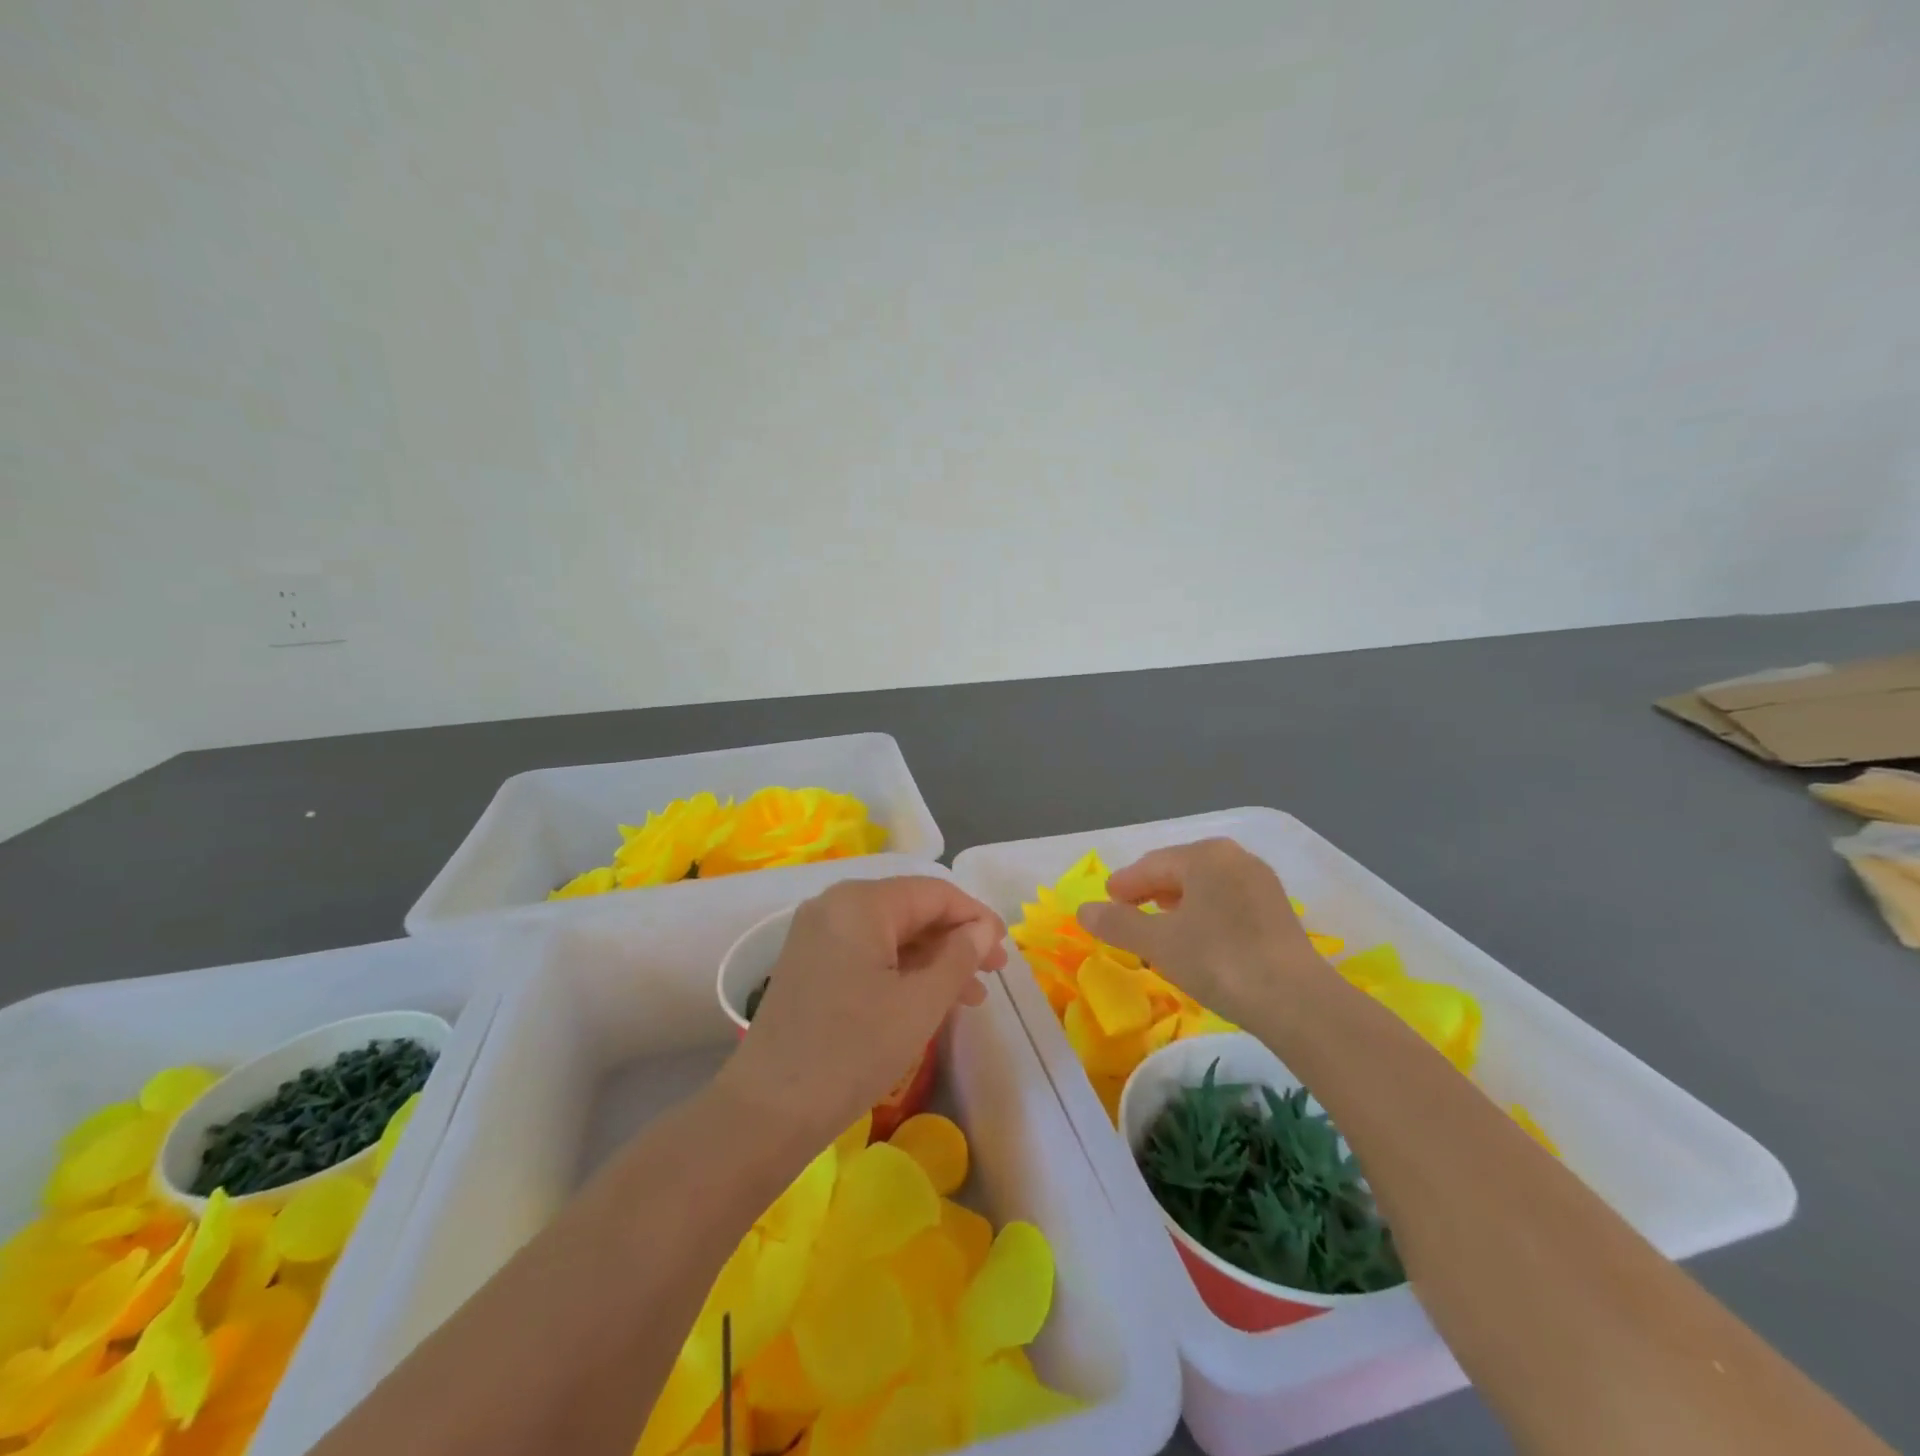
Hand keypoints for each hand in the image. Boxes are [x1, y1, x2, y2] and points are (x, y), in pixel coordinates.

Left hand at [716, 877, 1007, 1150]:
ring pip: (891, 934)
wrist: (768, 1110)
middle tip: (993, 974)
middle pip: (911, 910)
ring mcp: (818, 934)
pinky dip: (902, 971)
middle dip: (956, 940)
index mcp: (861, 902)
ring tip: (971, 996)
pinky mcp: (810, 963)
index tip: (1005, 950)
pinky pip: (868, 952)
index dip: (976, 917)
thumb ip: (959, 957)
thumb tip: (983, 928)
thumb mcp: (919, 1004)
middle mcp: (835, 905)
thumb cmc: (853, 1050)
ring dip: (933, 960)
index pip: (934, 893)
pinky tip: (929, 999)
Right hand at [1075, 839, 1325, 1025]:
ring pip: (1205, 886)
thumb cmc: (1218, 960)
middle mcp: (1234, 858)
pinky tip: (1199, 938)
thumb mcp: (1158, 943)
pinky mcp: (1277, 910)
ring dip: (1178, 903)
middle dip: (1151, 890)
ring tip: (1161, 927)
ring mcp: (1261, 883)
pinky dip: (1205, 913)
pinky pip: (1227, 901)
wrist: (1296, 1001)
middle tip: (1130, 913)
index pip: (1151, 865)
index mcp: (1204, 855)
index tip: (1107, 901)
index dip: (1124, 884)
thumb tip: (1083, 911)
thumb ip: (1118, 924)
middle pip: (1179, 870)